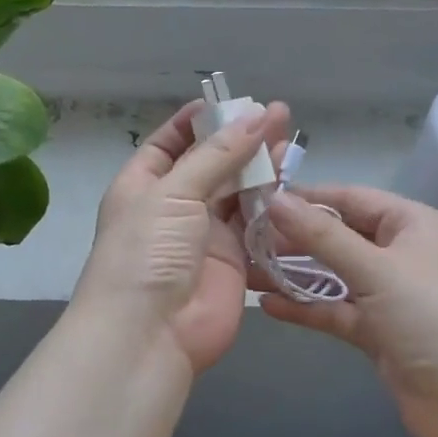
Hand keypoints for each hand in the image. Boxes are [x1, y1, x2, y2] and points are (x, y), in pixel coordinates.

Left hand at [74, 100, 290, 373]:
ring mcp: (204, 234)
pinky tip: (293, 182)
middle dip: (241, 140)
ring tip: (291, 139)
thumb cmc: (147, 251)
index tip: (231, 102)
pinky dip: (273, 206)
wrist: (149, 333)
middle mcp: (174, 206)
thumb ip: (218, 155)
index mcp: (144, 184)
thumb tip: (256, 116)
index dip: (198, 121)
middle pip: (212, 164)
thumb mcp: (174, 192)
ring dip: (262, 169)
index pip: (171, 143)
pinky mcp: (234, 260)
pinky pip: (256, 225)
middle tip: (280, 115)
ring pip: (238, 192)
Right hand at [257, 186, 437, 436]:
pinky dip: (306, 307)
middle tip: (242, 238)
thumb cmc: (432, 318)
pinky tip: (268, 305)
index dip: (306, 198)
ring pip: (332, 275)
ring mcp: (388, 295)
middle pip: (337, 237)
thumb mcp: (375, 269)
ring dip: (292, 274)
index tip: (258, 199)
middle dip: (292, 239)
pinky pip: (335, 310)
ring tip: (244, 270)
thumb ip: (322, 236)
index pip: (349, 198)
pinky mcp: (378, 331)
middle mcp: (399, 253)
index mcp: (410, 225)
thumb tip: (273, 199)